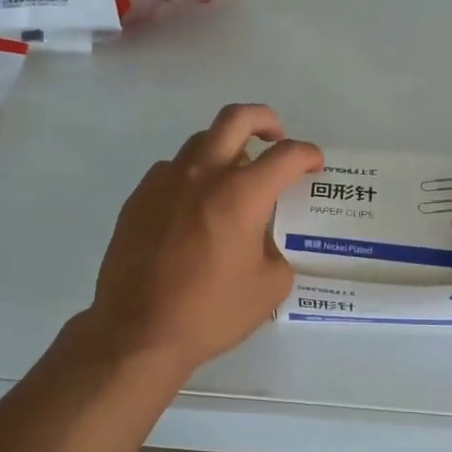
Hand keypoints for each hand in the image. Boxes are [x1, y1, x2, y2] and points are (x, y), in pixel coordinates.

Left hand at [82, 104, 321, 372]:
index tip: (314, 167)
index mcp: (241, 195)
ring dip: (226, 150)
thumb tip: (262, 240)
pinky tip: (195, 207)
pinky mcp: (138, 199)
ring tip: (235, 179)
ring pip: (200, 142)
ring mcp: (164, 183)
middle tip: (276, 138)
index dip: (308, 155)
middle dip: (265, 120)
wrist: (138, 332)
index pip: (286, 155)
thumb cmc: (210, 313)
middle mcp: (202, 176)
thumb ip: (276, 252)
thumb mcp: (269, 288)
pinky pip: (172, 170)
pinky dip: (193, 176)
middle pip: (236, 118)